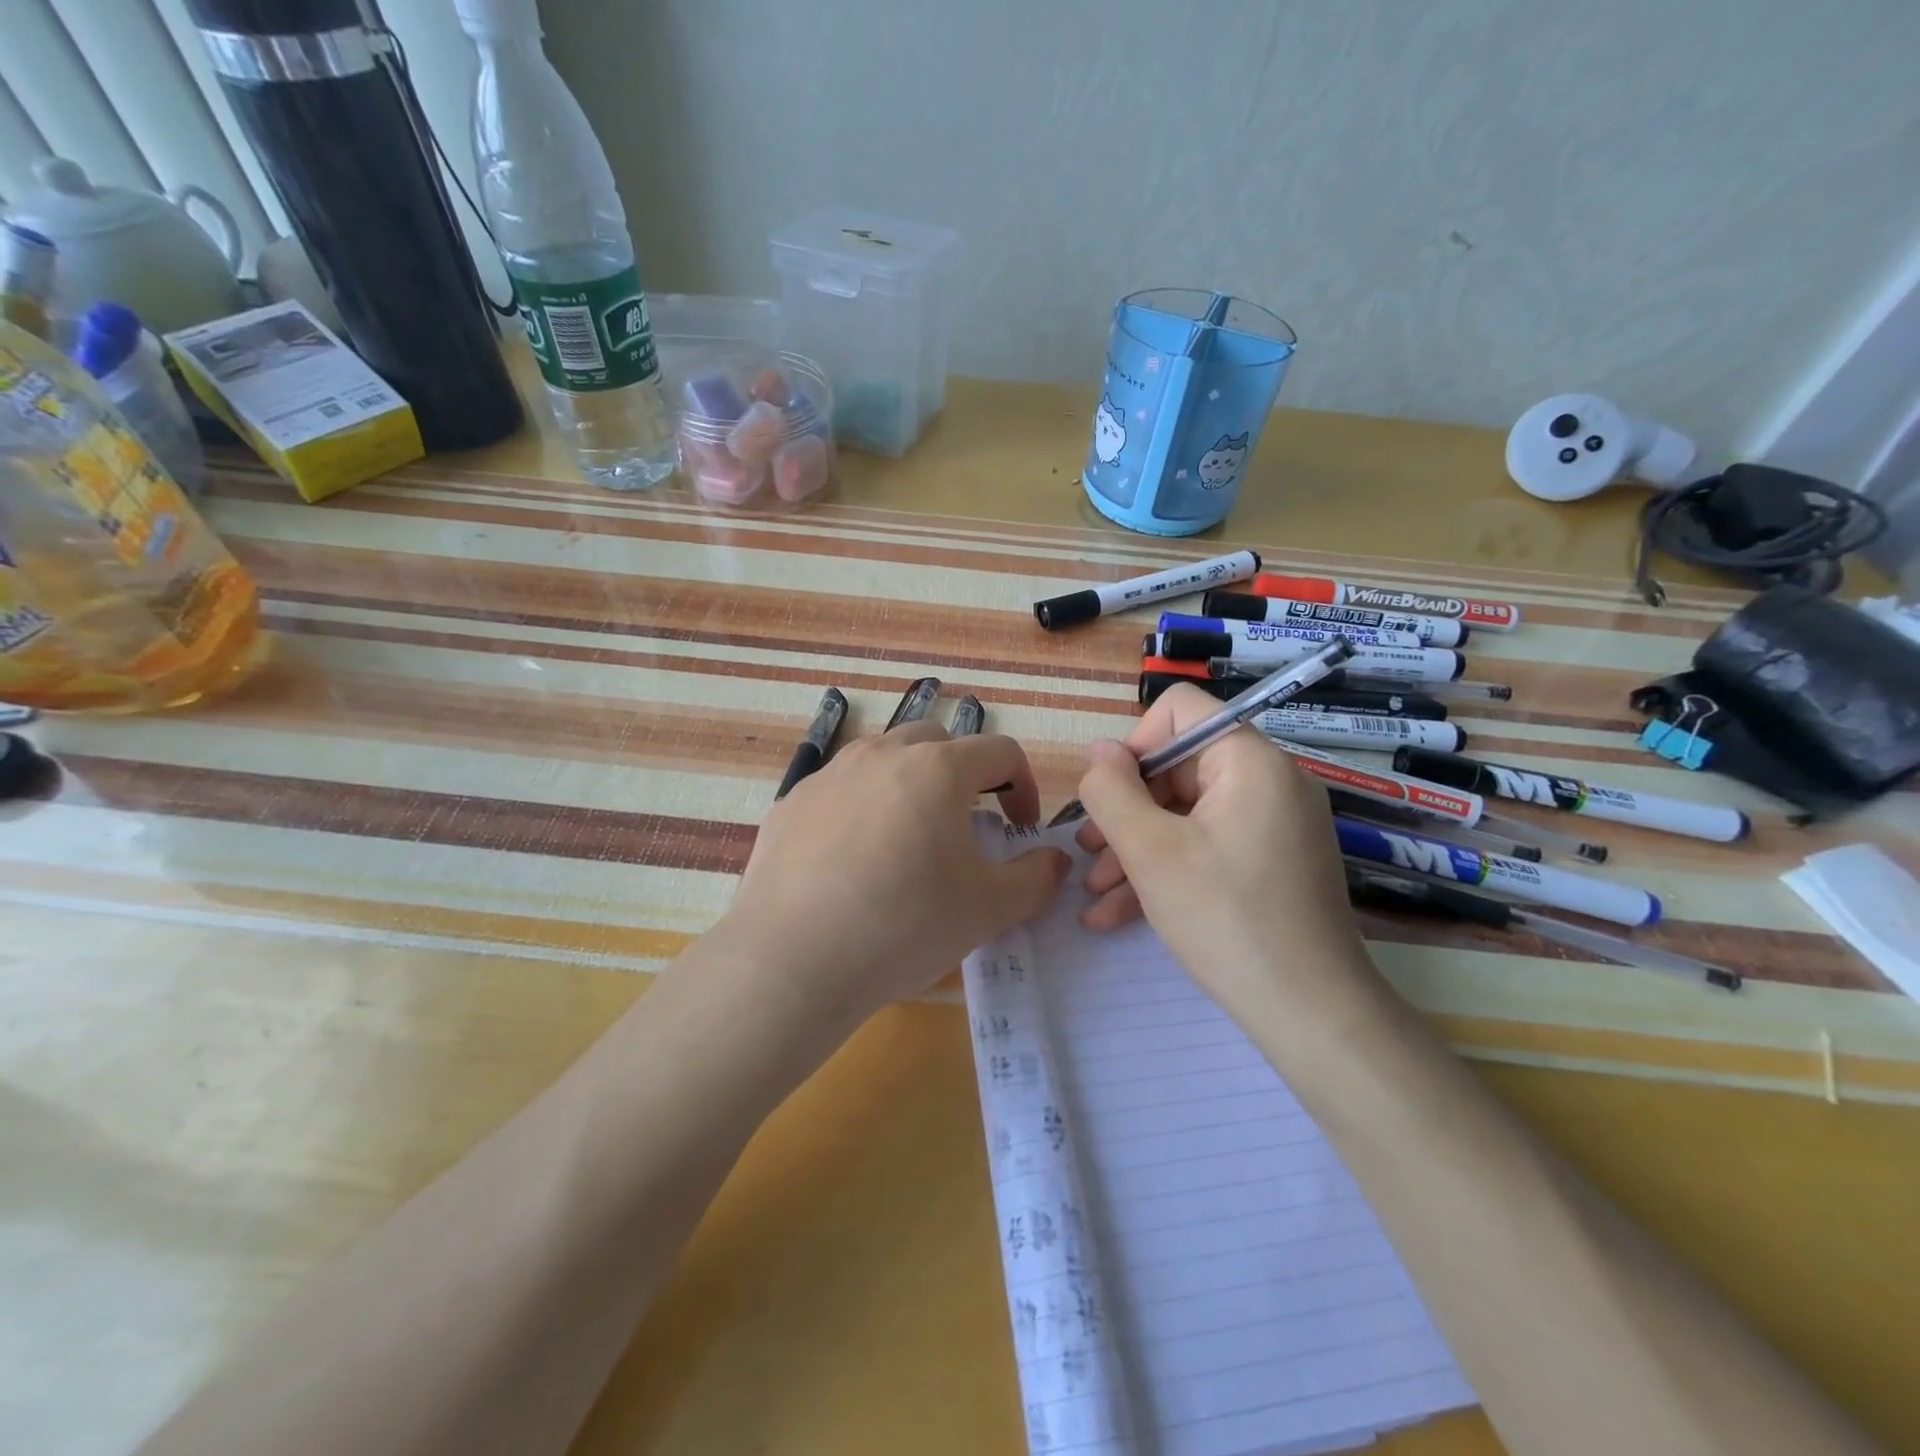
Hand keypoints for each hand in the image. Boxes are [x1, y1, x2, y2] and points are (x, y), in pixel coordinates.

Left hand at [720, 722, 1069, 1037]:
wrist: (792, 961)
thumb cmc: (905, 925)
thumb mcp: (989, 909)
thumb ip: (1036, 878)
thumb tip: (1054, 860)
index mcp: (937, 769)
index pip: (1000, 751)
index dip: (1023, 785)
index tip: (1020, 828)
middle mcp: (882, 755)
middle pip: (938, 743)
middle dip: (964, 775)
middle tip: (967, 824)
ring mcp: (829, 775)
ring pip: (883, 759)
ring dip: (909, 784)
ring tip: (908, 837)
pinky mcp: (790, 803)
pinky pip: (839, 790)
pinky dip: (860, 808)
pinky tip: (852, 861)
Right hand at [1072, 685, 1378, 1027]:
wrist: (1312, 1015)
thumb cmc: (1226, 920)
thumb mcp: (1151, 852)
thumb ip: (1112, 791)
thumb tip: (1099, 751)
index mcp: (1249, 761)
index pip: (1180, 711)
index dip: (1134, 746)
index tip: (1109, 798)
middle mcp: (1268, 781)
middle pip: (1178, 767)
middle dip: (1126, 811)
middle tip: (1088, 854)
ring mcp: (1274, 825)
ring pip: (1186, 814)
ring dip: (1136, 848)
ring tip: (1096, 893)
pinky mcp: (1271, 863)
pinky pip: (1208, 847)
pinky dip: (1167, 870)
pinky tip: (1119, 914)